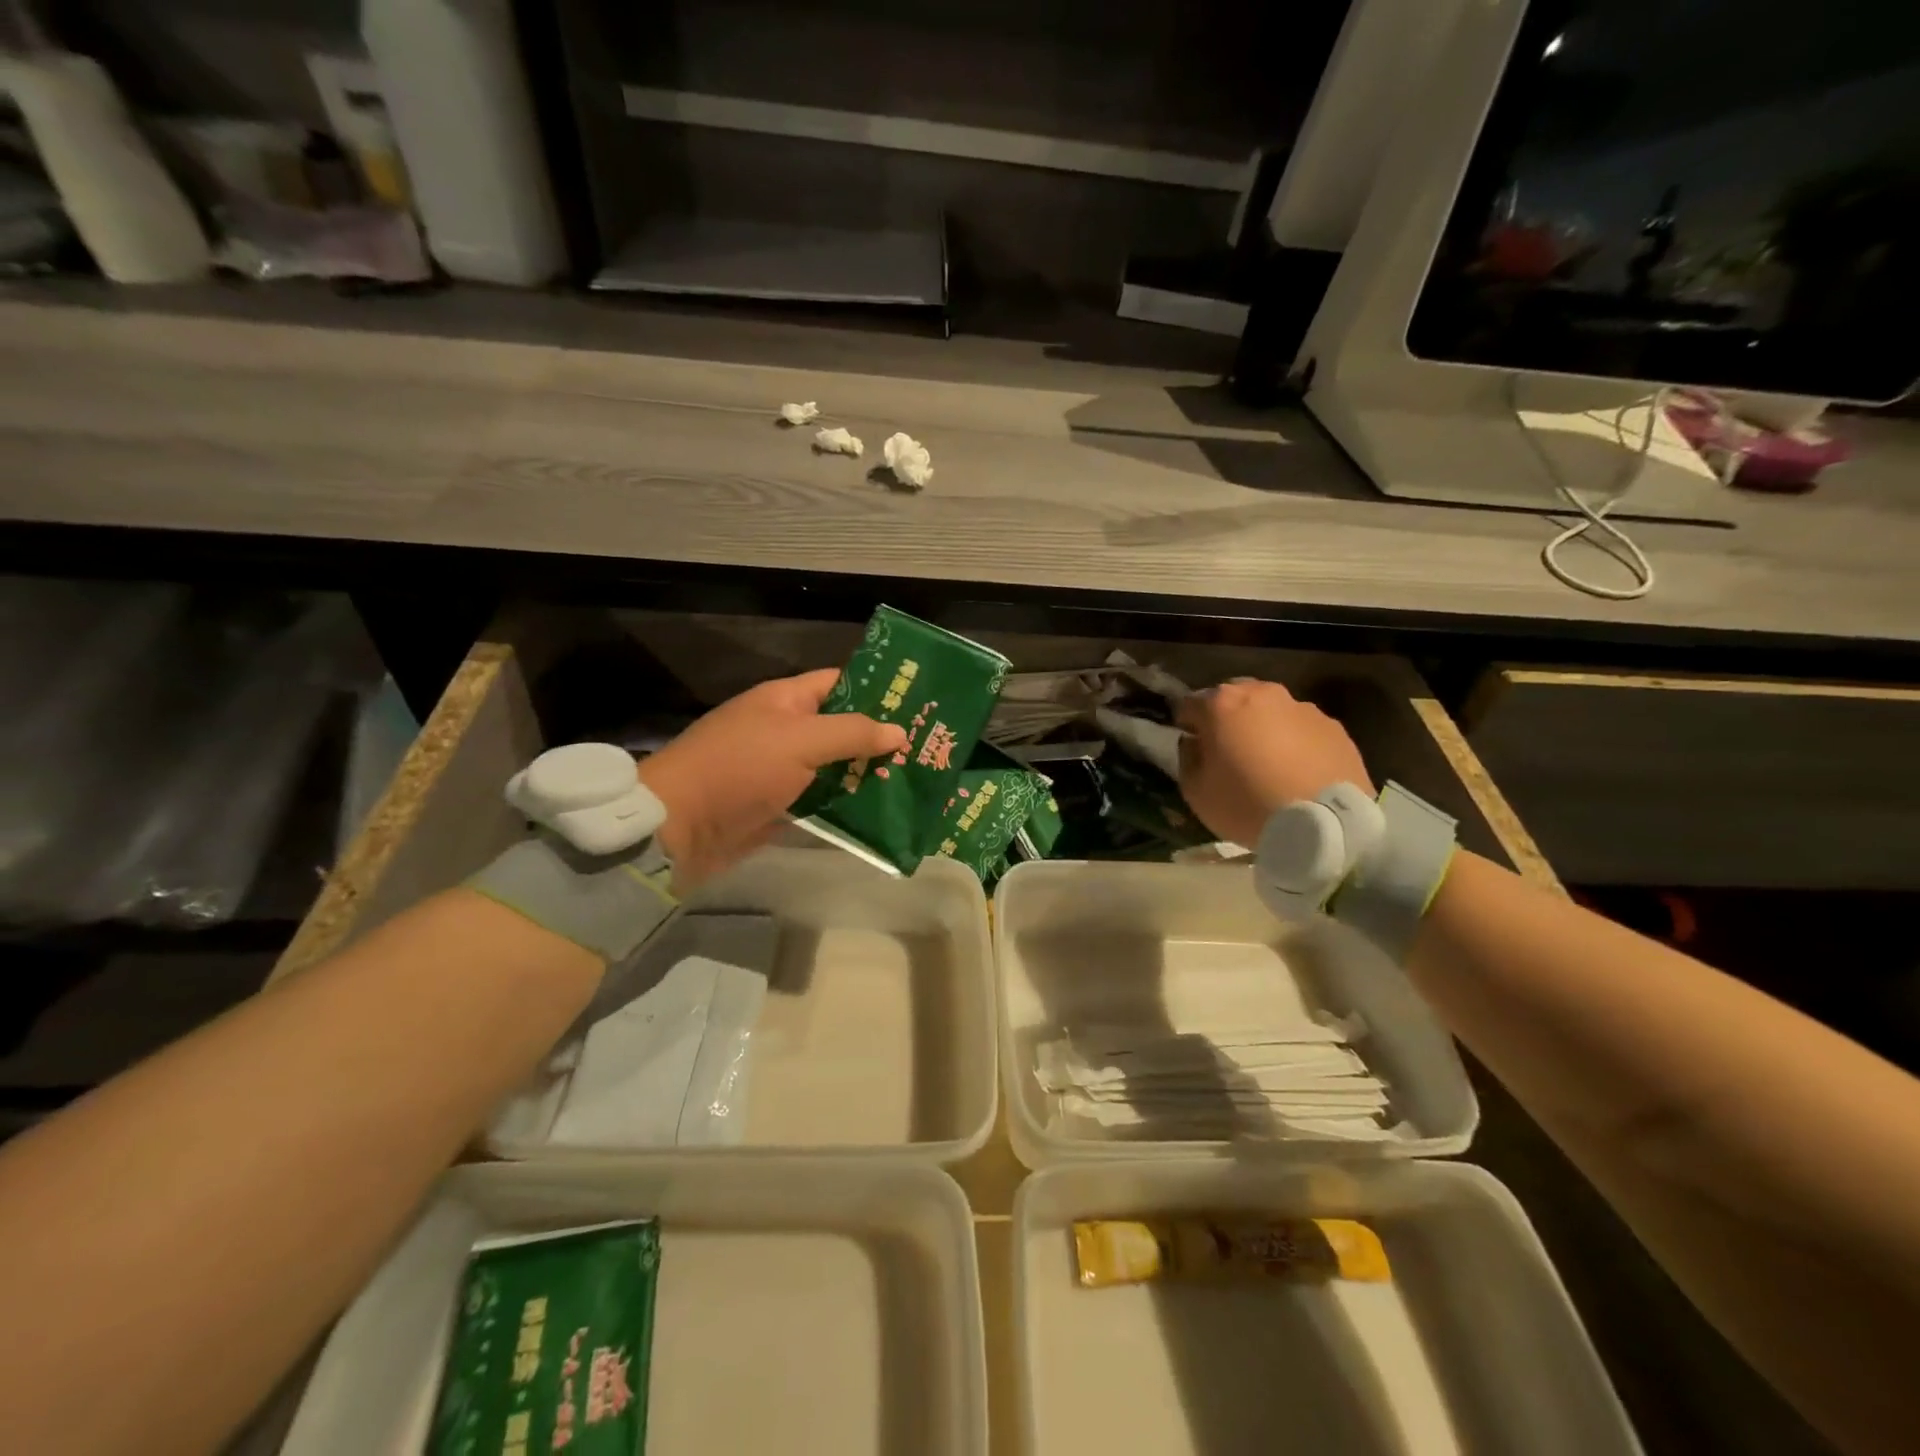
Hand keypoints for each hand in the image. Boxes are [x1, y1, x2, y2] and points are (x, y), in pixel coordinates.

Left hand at [638, 668, 907, 888]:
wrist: (681, 826)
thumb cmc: (741, 768)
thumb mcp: (800, 740)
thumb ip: (852, 733)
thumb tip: (899, 731)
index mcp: (786, 700)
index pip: (839, 683)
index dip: (877, 688)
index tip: (918, 700)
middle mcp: (786, 730)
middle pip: (841, 727)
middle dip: (880, 737)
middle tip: (929, 746)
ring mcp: (782, 771)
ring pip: (835, 767)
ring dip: (868, 774)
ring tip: (917, 779)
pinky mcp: (780, 806)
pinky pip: (822, 801)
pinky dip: (848, 805)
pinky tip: (884, 811)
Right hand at [1176, 679, 1375, 847]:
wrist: (1325, 824)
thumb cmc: (1247, 804)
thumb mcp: (1196, 792)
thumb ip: (1188, 758)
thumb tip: (1196, 743)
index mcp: (1222, 704)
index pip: (1190, 704)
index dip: (1187, 725)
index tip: (1192, 746)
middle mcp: (1262, 694)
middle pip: (1235, 698)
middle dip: (1227, 718)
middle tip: (1229, 751)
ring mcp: (1303, 708)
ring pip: (1272, 711)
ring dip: (1264, 728)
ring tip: (1269, 763)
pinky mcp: (1335, 727)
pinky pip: (1303, 729)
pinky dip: (1296, 742)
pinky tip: (1298, 772)